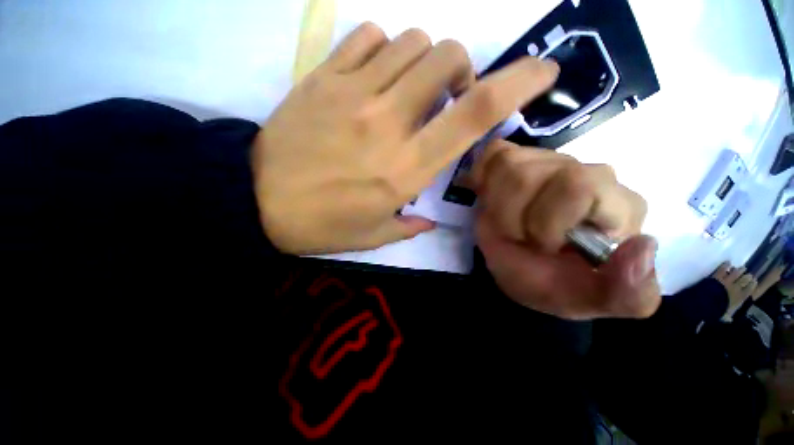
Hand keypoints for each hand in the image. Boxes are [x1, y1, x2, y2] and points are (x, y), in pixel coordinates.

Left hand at [253, 23, 558, 253]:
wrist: (257, 202)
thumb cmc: (321, 225)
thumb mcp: (374, 236)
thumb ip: (409, 224)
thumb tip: (427, 219)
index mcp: (407, 168)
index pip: (477, 112)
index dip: (520, 82)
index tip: (542, 72)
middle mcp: (389, 122)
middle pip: (448, 57)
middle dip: (460, 68)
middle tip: (446, 96)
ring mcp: (354, 93)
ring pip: (412, 41)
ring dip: (424, 60)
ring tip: (409, 89)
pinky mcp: (322, 78)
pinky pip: (368, 38)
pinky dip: (384, 49)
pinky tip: (374, 76)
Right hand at [473, 140, 659, 319]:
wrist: (518, 268)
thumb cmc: (553, 284)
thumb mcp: (591, 301)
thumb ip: (629, 293)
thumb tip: (642, 246)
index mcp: (616, 205)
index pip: (579, 187)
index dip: (546, 222)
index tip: (543, 246)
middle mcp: (584, 172)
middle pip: (528, 175)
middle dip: (513, 217)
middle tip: (522, 237)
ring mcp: (546, 160)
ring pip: (506, 164)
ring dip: (496, 205)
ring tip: (507, 222)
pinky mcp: (515, 158)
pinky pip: (492, 153)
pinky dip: (483, 176)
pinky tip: (490, 195)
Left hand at [711, 262, 757, 317]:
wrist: (706, 302)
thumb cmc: (716, 310)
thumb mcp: (723, 315)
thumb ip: (727, 316)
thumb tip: (730, 320)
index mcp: (739, 298)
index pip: (749, 289)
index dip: (752, 284)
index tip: (754, 281)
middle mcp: (736, 288)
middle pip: (745, 279)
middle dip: (748, 276)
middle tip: (749, 274)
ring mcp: (727, 281)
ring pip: (736, 273)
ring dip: (740, 270)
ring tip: (742, 268)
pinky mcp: (718, 276)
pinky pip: (723, 269)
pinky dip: (726, 265)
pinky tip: (728, 262)